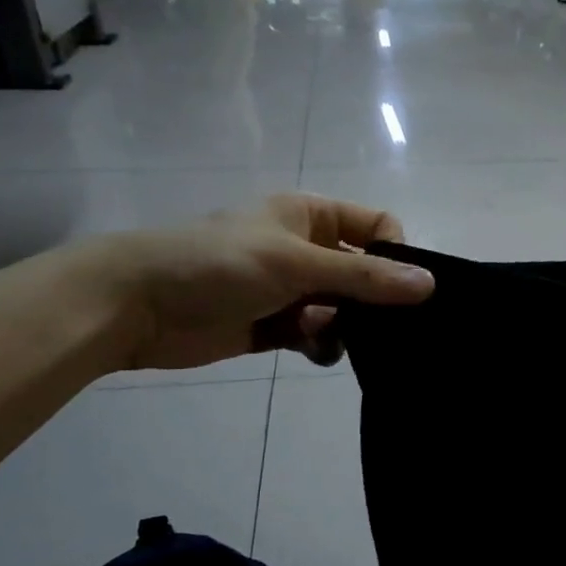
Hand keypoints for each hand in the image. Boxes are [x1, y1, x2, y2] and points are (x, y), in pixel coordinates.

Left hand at [90, 194, 432, 371]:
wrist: (135, 307)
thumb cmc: (218, 265)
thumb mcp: (296, 263)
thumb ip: (364, 276)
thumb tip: (430, 285)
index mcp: (312, 216)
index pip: (377, 228)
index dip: (395, 255)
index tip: (400, 289)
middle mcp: (308, 249)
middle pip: (365, 273)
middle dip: (374, 301)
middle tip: (382, 328)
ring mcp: (291, 289)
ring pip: (345, 310)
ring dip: (345, 326)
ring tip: (323, 334)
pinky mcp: (276, 326)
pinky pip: (318, 335)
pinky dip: (322, 344)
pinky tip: (311, 349)